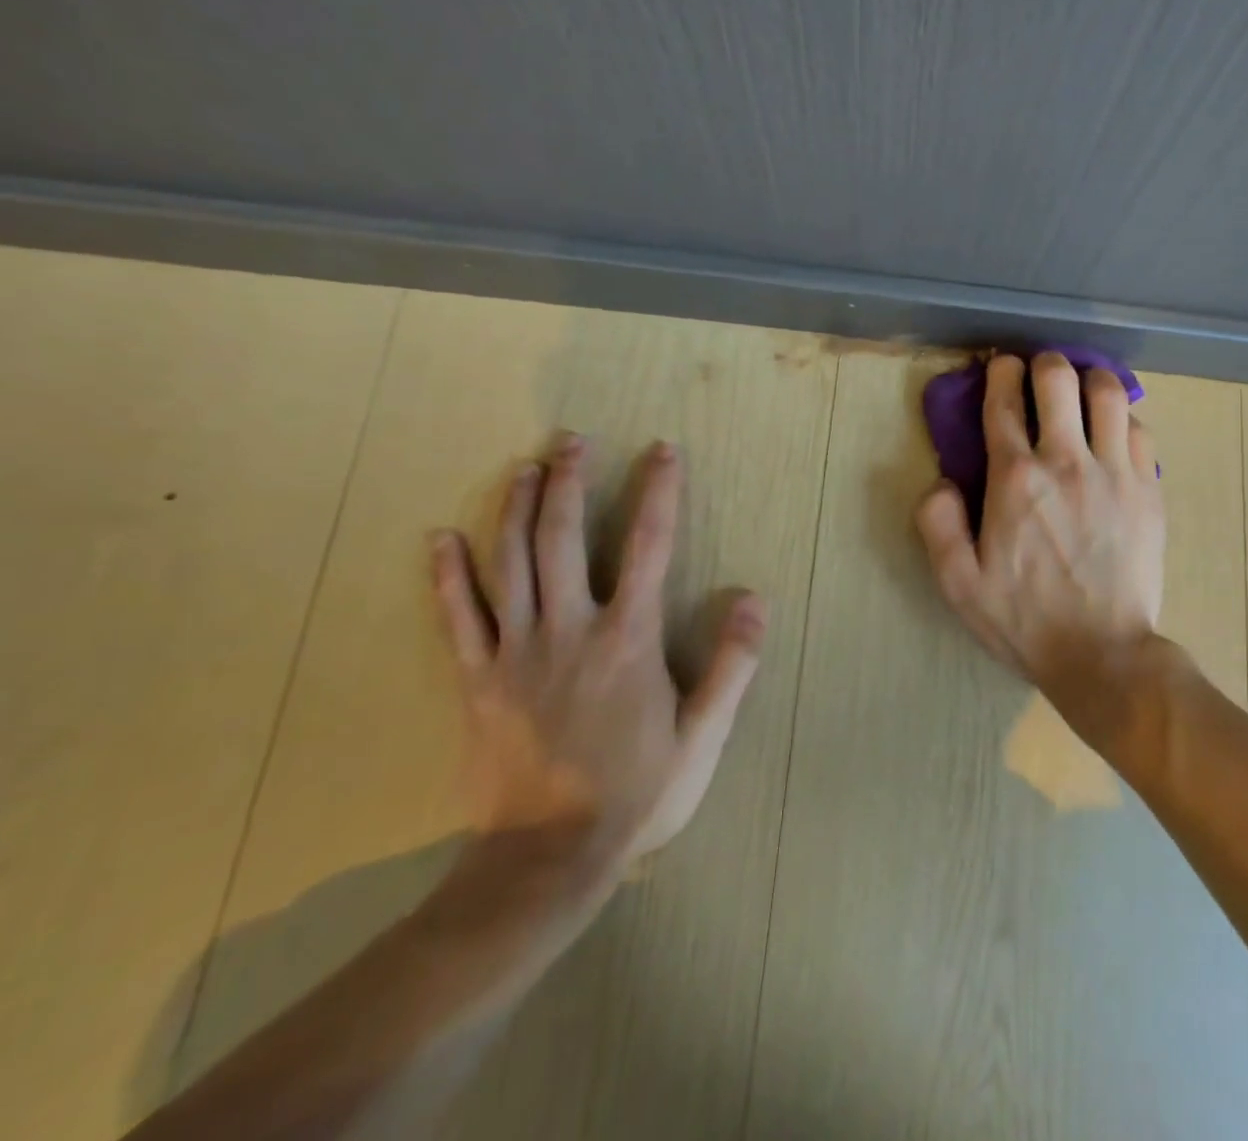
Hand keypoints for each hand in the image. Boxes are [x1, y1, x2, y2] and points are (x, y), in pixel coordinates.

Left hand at [429, 435, 760, 872]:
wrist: (547, 860)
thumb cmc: (637, 792)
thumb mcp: (704, 734)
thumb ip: (733, 663)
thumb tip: (753, 598)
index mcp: (628, 638)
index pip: (649, 545)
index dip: (658, 492)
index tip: (662, 451)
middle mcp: (570, 630)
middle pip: (562, 538)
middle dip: (568, 481)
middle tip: (570, 439)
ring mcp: (515, 652)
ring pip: (509, 563)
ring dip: (514, 508)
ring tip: (523, 467)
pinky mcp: (476, 680)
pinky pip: (458, 617)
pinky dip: (448, 575)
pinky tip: (441, 537)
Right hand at [915, 352, 1164, 693]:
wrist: (1102, 653)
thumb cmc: (1025, 620)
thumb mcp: (958, 583)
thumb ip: (937, 524)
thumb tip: (942, 481)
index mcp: (1015, 479)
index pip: (1004, 403)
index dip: (1000, 373)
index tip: (1001, 364)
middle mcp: (1066, 461)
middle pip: (1058, 380)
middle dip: (1045, 363)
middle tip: (1040, 371)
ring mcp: (1114, 471)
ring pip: (1108, 393)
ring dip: (1090, 379)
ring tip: (1083, 389)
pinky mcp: (1149, 488)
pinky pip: (1140, 429)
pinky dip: (1124, 418)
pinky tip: (1114, 431)